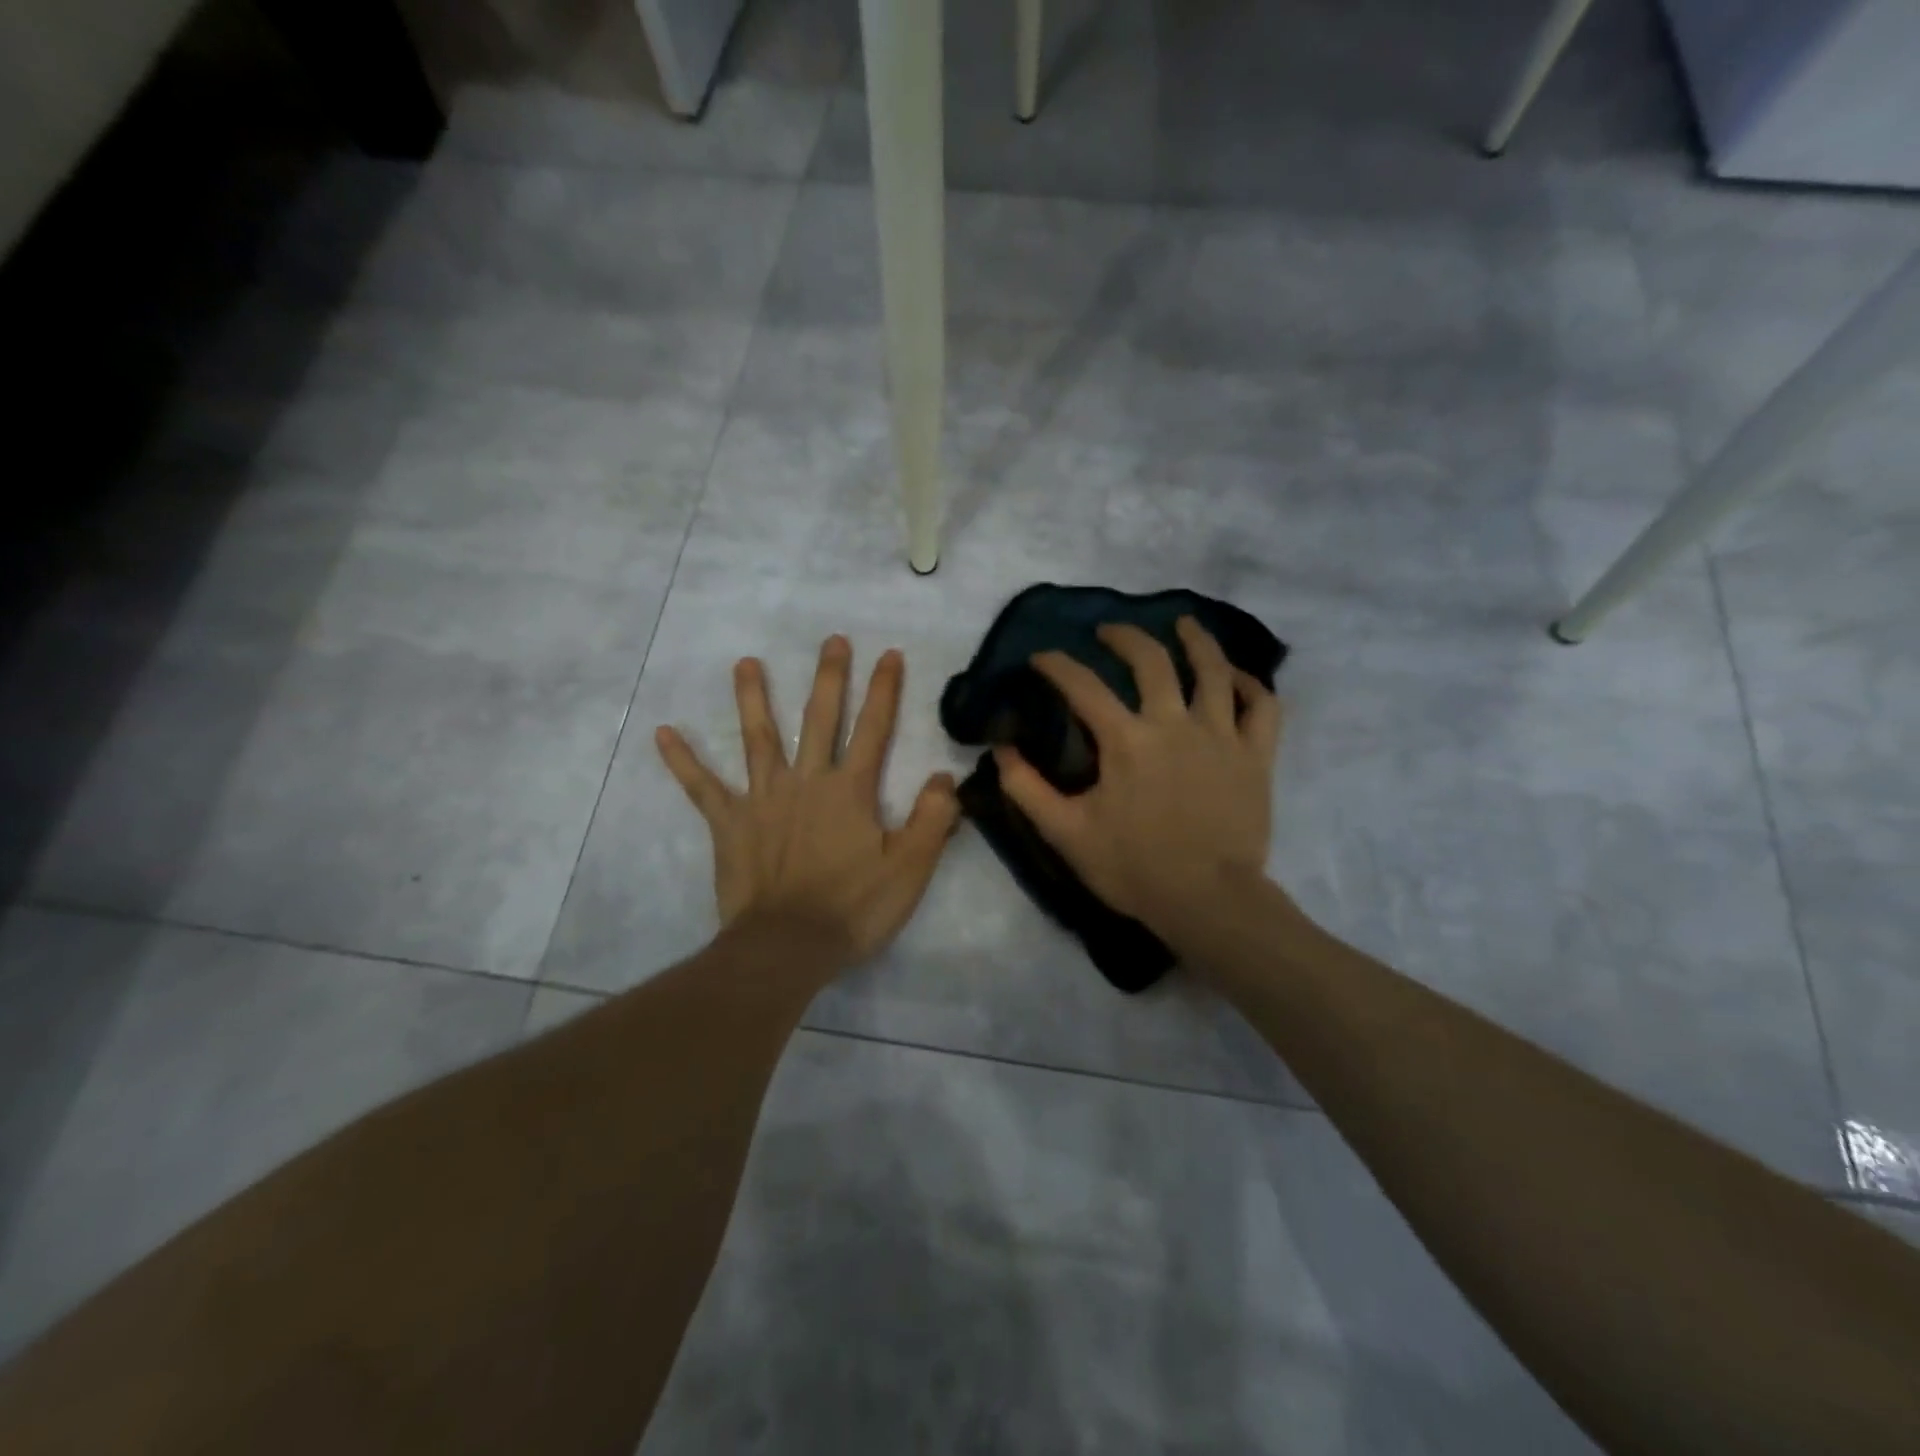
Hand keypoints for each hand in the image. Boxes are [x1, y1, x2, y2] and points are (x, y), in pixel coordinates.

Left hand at [655, 636, 960, 967]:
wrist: (787, 947)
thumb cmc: (853, 909)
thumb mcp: (910, 868)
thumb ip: (933, 818)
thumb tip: (945, 777)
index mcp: (850, 790)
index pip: (874, 729)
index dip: (884, 690)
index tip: (889, 654)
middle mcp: (806, 781)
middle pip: (820, 719)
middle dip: (829, 678)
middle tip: (832, 640)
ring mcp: (763, 799)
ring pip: (759, 738)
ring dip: (753, 698)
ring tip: (746, 663)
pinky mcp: (730, 824)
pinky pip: (702, 787)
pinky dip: (682, 761)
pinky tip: (662, 732)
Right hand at [994, 618, 1282, 947]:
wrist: (1209, 902)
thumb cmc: (1134, 868)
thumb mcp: (1066, 833)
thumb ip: (1027, 789)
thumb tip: (1003, 750)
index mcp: (1126, 740)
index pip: (1083, 686)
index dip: (1056, 665)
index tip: (1042, 657)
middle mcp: (1175, 723)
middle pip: (1151, 660)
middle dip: (1124, 636)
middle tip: (1108, 631)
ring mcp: (1221, 736)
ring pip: (1214, 670)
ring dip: (1197, 640)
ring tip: (1184, 623)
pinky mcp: (1256, 756)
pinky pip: (1262, 707)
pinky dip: (1252, 685)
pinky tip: (1237, 677)